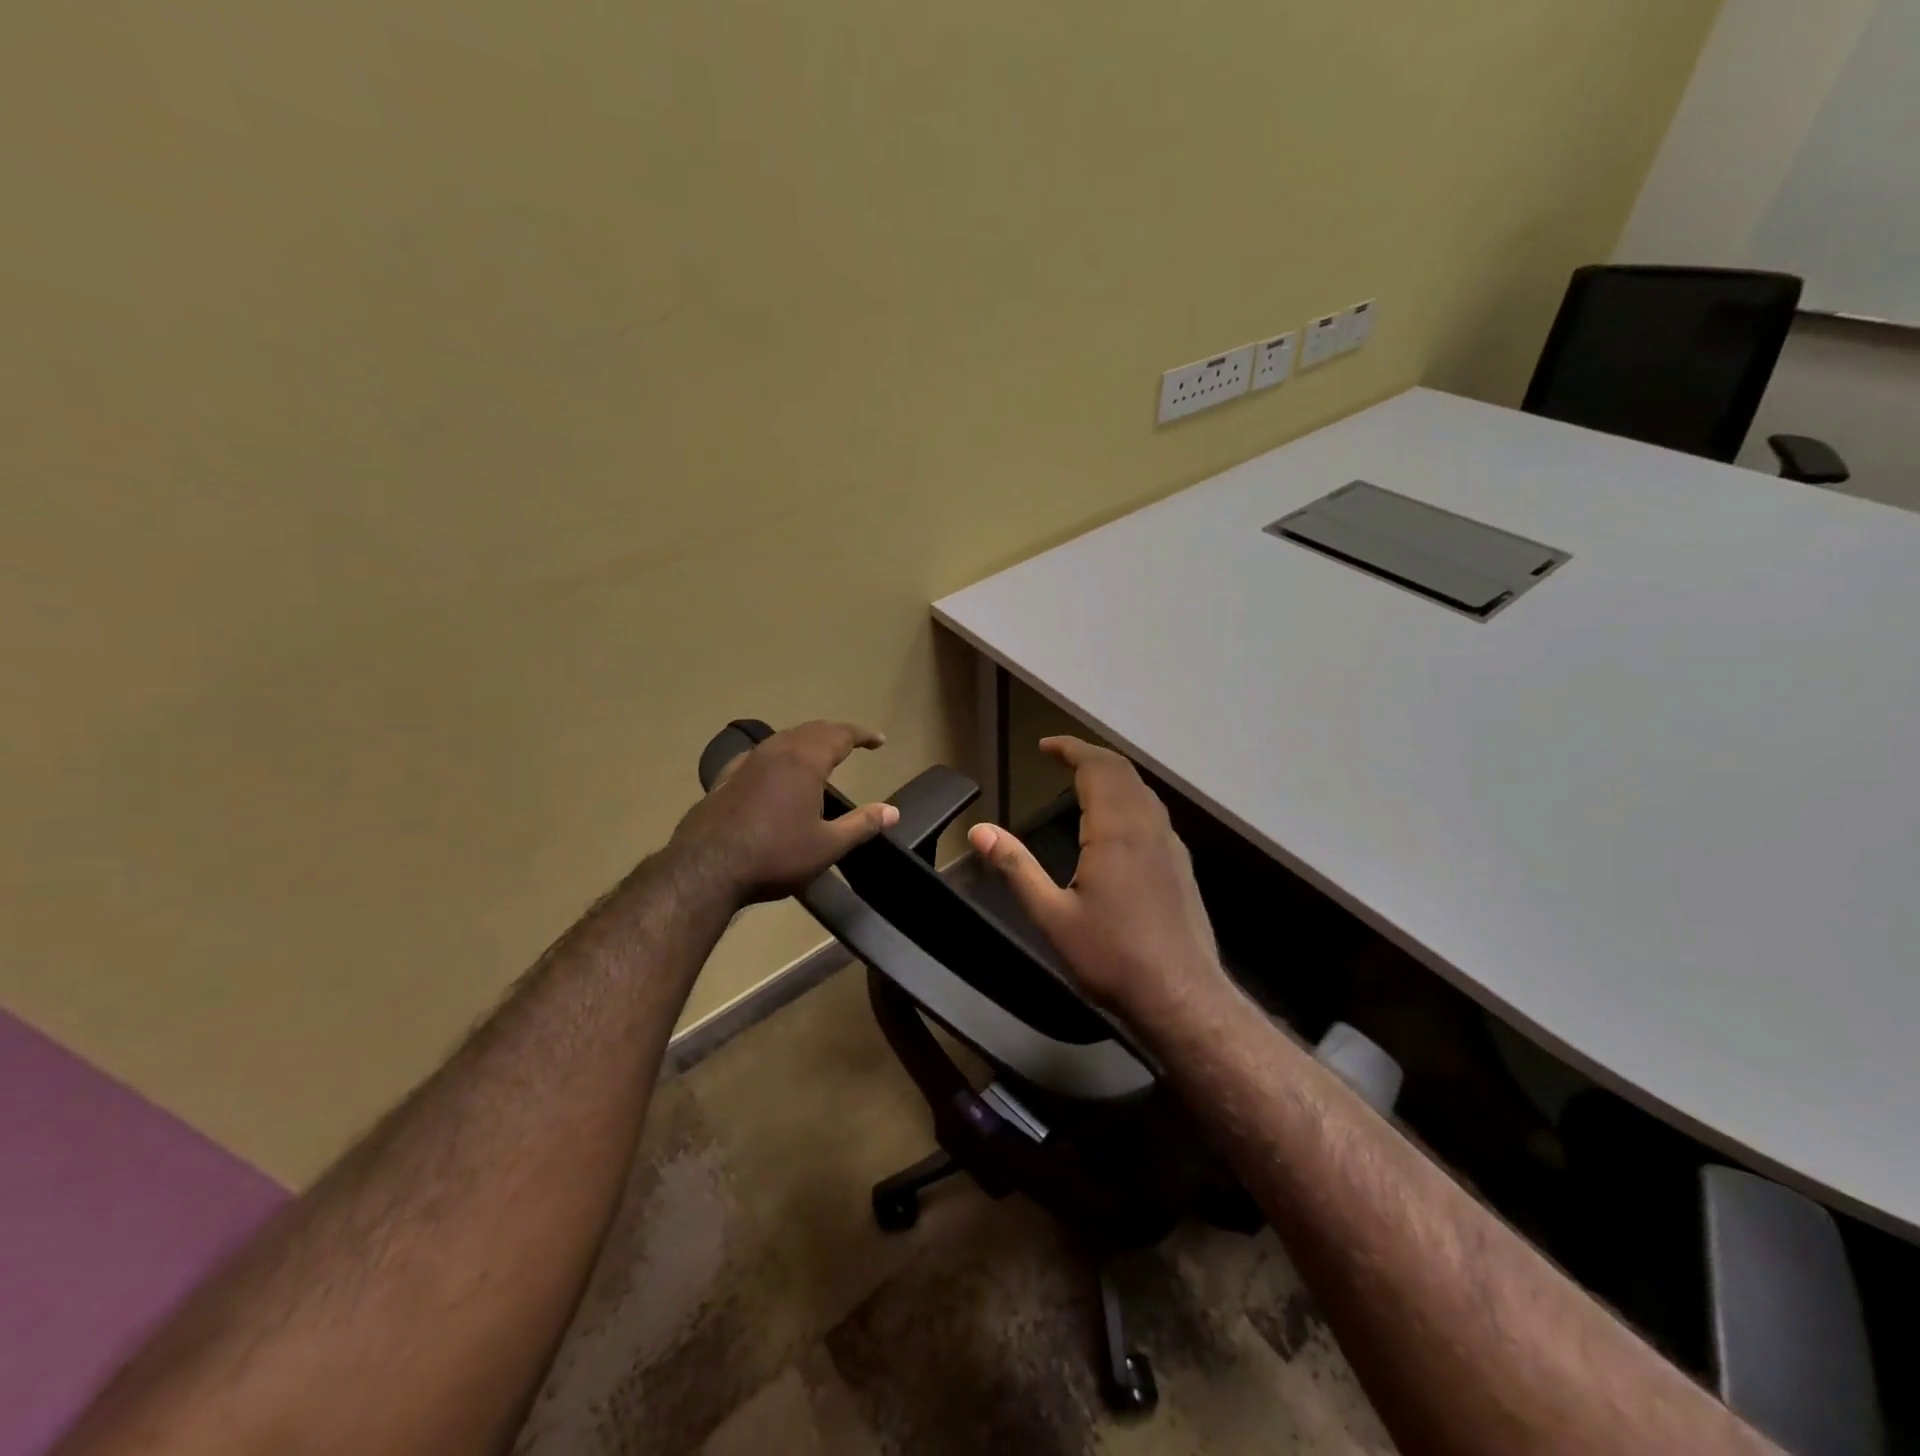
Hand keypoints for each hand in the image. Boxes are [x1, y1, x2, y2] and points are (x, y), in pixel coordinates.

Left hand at [672, 720, 899, 904]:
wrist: (706, 868)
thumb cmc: (775, 855)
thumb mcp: (827, 845)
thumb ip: (862, 824)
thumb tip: (893, 811)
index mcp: (805, 761)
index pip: (841, 734)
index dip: (863, 735)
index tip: (879, 741)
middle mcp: (777, 751)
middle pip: (812, 730)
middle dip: (836, 733)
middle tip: (854, 742)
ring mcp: (748, 762)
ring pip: (784, 738)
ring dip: (807, 740)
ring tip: (820, 753)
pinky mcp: (726, 776)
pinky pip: (761, 754)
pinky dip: (780, 754)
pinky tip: (775, 769)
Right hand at [967, 737, 1232, 1021]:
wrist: (1182, 996)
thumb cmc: (1112, 957)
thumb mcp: (1051, 916)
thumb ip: (1015, 867)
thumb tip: (978, 830)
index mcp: (1116, 830)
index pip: (1096, 767)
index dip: (1070, 749)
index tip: (1045, 746)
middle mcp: (1147, 825)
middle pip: (1122, 771)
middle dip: (1089, 755)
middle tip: (1059, 756)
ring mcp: (1170, 843)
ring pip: (1141, 790)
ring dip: (1111, 774)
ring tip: (1082, 779)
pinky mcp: (1180, 863)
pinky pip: (1152, 811)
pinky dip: (1128, 796)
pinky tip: (1115, 822)